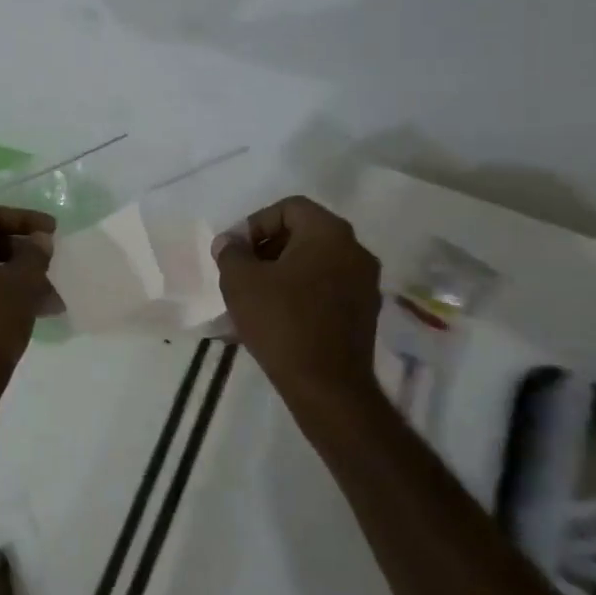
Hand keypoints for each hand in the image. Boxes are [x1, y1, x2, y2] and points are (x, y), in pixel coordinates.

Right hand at [213, 196, 380, 396]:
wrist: (327, 386)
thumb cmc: (281, 322)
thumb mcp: (240, 281)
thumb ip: (231, 253)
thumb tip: (230, 243)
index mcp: (329, 233)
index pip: (289, 208)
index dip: (255, 223)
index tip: (235, 250)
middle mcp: (355, 251)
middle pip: (304, 233)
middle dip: (267, 247)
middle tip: (240, 270)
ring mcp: (365, 284)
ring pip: (315, 262)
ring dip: (282, 271)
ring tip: (252, 295)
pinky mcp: (364, 313)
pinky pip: (325, 288)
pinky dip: (300, 292)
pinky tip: (274, 315)